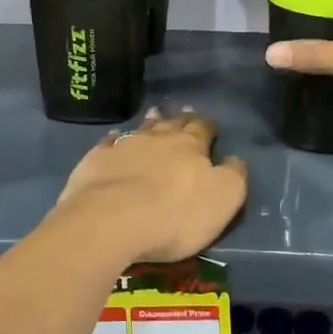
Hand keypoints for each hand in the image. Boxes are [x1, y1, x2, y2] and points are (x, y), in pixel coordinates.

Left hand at [53, 108, 248, 263]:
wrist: (111, 220)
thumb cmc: (175, 214)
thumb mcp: (223, 199)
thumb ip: (234, 175)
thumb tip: (235, 160)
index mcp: (192, 146)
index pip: (204, 129)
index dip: (209, 127)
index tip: (211, 126)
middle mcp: (159, 138)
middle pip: (172, 124)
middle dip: (180, 119)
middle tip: (183, 113)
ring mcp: (125, 146)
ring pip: (142, 128)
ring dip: (150, 123)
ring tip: (154, 116)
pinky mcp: (97, 160)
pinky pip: (108, 143)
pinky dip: (115, 140)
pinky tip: (114, 139)